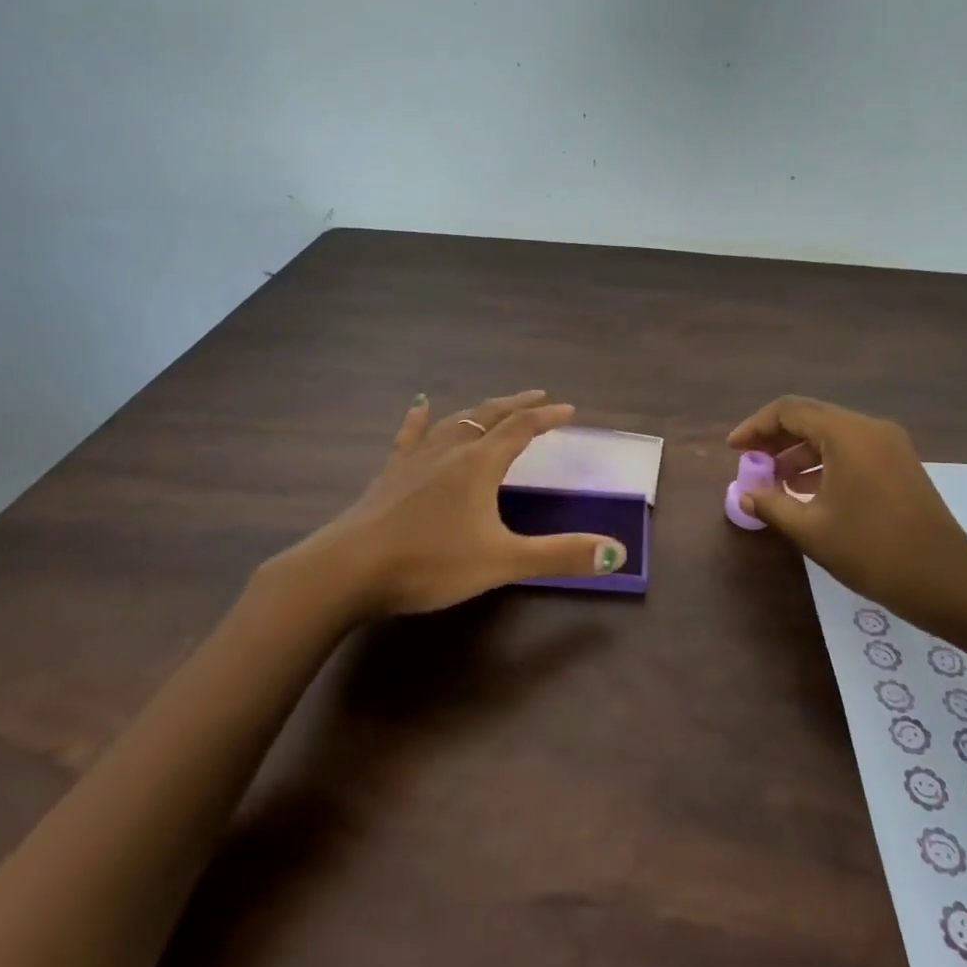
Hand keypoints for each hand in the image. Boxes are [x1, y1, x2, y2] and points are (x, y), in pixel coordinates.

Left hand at [273, 390, 628, 617]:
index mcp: (480, 464)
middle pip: (490, 416)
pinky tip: (420, 404)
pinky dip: (420, 418)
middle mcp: (451, 450)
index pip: (522, 429)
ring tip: (496, 405)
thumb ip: (559, 555)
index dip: (547, 417)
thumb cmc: (430, 563)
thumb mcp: (501, 562)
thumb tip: (618, 553)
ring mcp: (416, 459)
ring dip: (481, 410)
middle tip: (539, 396)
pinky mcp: (390, 474)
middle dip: (518, 404)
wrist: (348, 570)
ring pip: (455, 421)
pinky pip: (410, 436)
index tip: (569, 409)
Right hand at [727, 395, 966, 628]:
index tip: (733, 450)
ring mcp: (889, 445)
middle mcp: (869, 428)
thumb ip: (772, 505)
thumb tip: (745, 493)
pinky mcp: (899, 464)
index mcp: (847, 433)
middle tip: (750, 463)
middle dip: (775, 438)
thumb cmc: (873, 552)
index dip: (755, 427)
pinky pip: (851, 450)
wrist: (948, 582)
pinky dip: (824, 462)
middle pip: (811, 417)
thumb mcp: (812, 530)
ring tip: (775, 481)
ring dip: (799, 452)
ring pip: (831, 434)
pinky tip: (807, 491)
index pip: (789, 410)